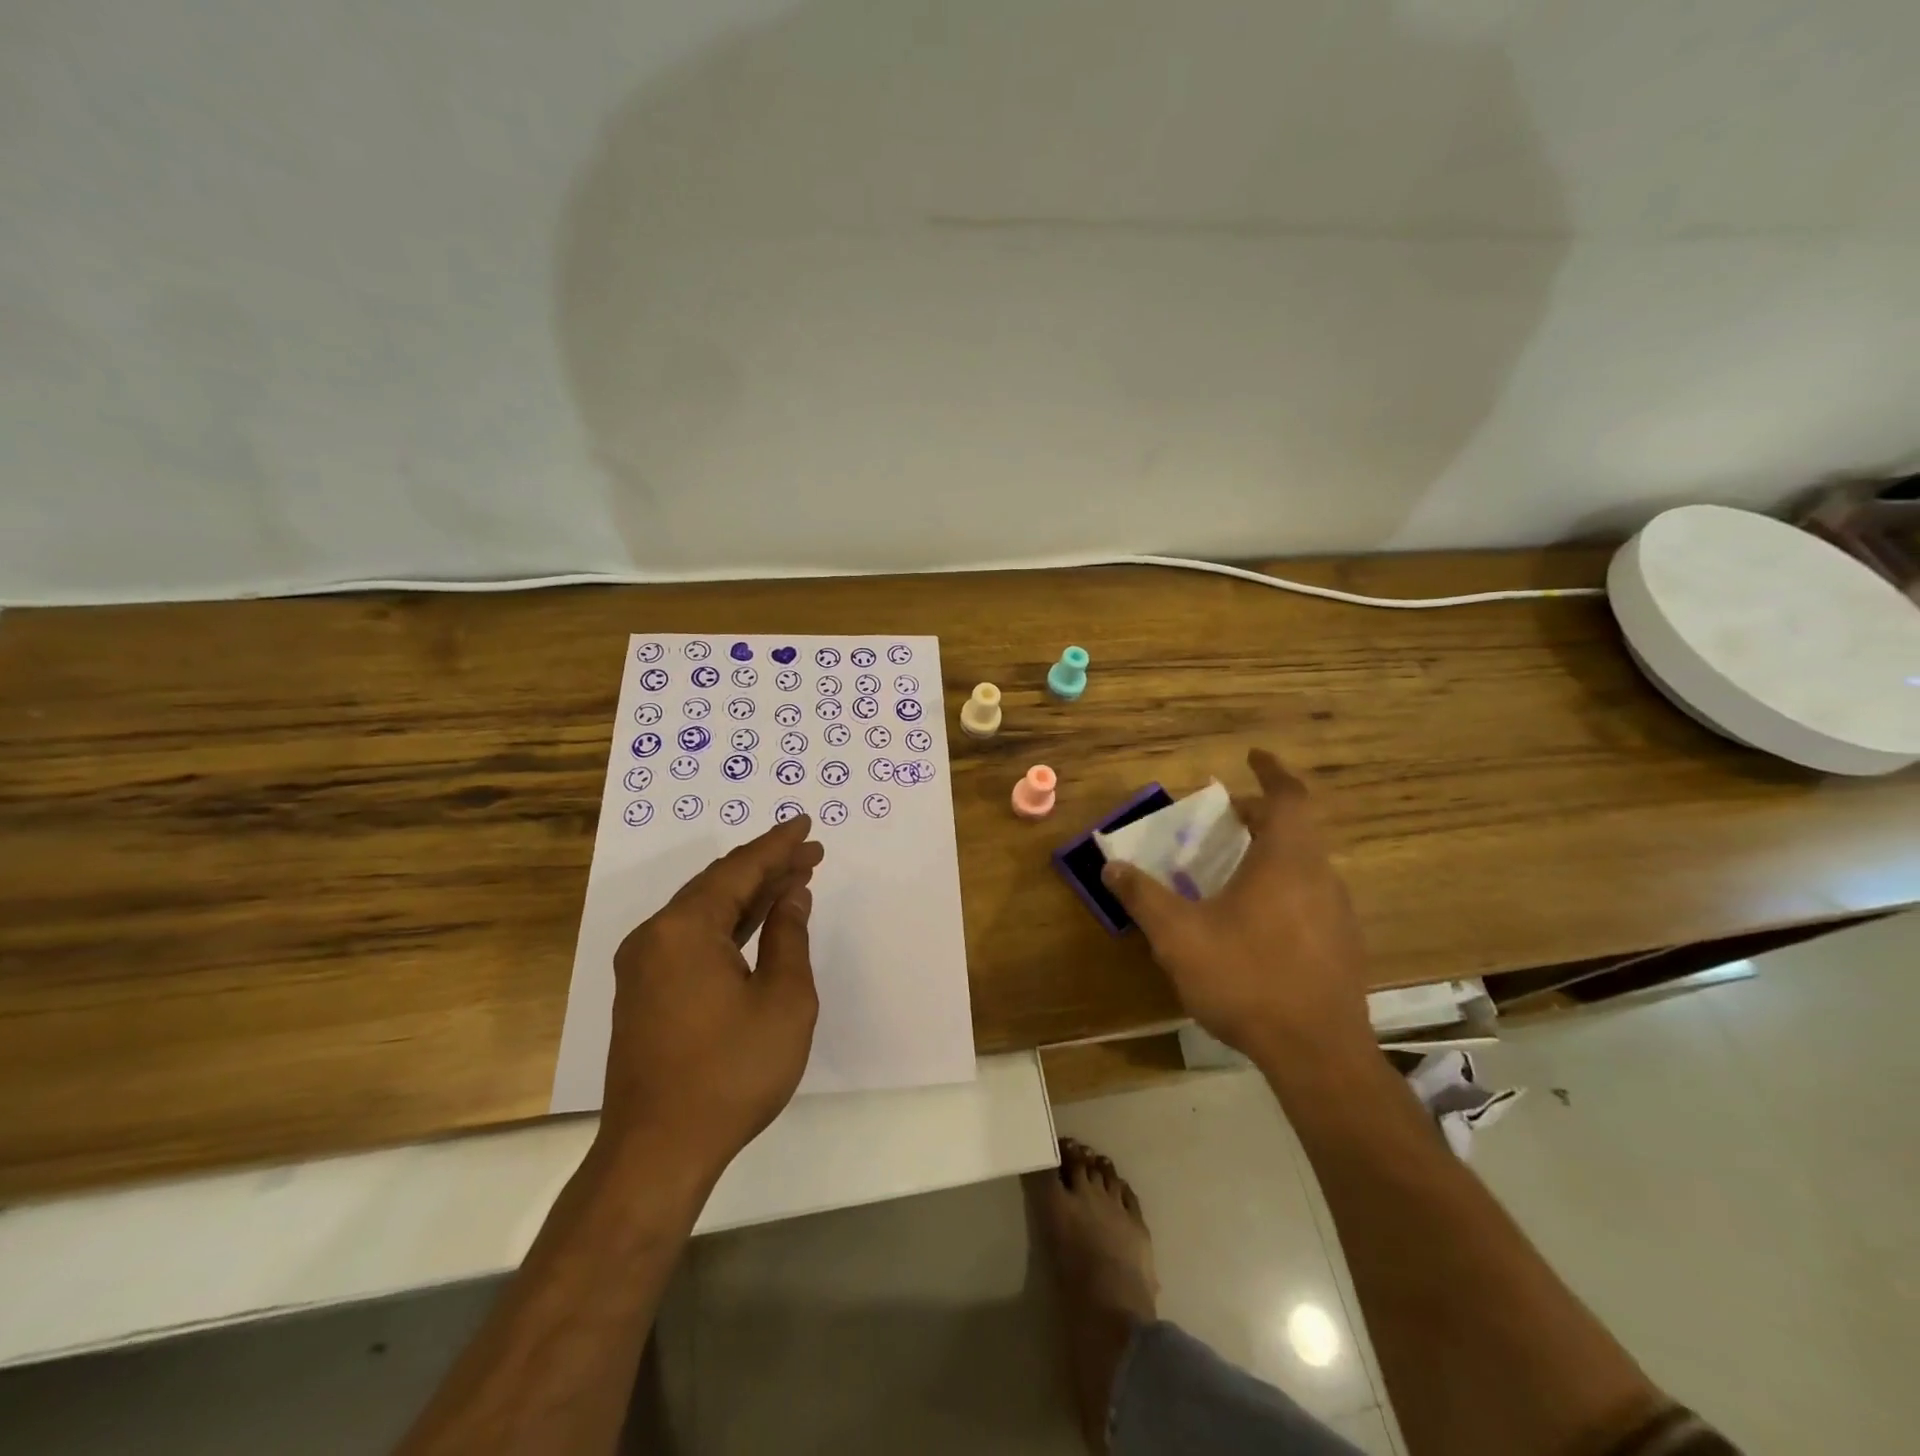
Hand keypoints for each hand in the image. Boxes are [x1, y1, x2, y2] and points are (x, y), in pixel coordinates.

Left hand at [598, 816, 824, 1182]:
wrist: (658, 1152)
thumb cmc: (730, 1072)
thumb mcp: (783, 1000)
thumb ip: (788, 937)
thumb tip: (792, 896)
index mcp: (684, 929)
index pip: (738, 870)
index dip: (777, 846)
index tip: (805, 825)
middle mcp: (655, 936)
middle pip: (719, 885)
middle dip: (767, 867)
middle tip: (810, 852)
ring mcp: (645, 965)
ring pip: (705, 911)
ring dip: (750, 895)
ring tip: (794, 879)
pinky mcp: (646, 991)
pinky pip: (693, 938)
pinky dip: (729, 924)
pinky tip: (757, 922)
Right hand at [1102, 749, 1372, 1067]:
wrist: (1317, 1054)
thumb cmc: (1246, 978)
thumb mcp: (1179, 935)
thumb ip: (1143, 896)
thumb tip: (1111, 865)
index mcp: (1287, 861)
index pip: (1288, 797)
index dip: (1271, 772)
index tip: (1253, 757)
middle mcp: (1321, 877)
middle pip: (1296, 829)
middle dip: (1260, 816)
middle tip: (1226, 818)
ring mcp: (1339, 914)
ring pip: (1305, 865)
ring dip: (1273, 853)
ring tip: (1234, 868)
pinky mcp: (1343, 948)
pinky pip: (1311, 897)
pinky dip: (1283, 887)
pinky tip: (1255, 921)